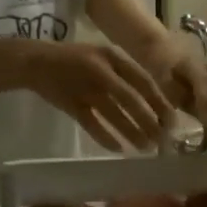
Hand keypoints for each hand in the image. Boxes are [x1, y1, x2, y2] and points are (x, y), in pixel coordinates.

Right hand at [26, 43, 172, 150]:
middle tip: (162, 140)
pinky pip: (92, 124)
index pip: (144, 81)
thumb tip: (157, 102)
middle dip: (149, 122)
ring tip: (145, 148)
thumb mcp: (104, 58)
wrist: (34, 61)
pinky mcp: (70, 104)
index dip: (160, 103)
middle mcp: (100, 71)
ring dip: (131, 133)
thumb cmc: (77, 61)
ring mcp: (84, 87)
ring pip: (114, 114)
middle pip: (131, 100)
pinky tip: (118, 149)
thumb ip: (127, 75)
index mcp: (113, 57)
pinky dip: (105, 138)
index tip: (172, 121)